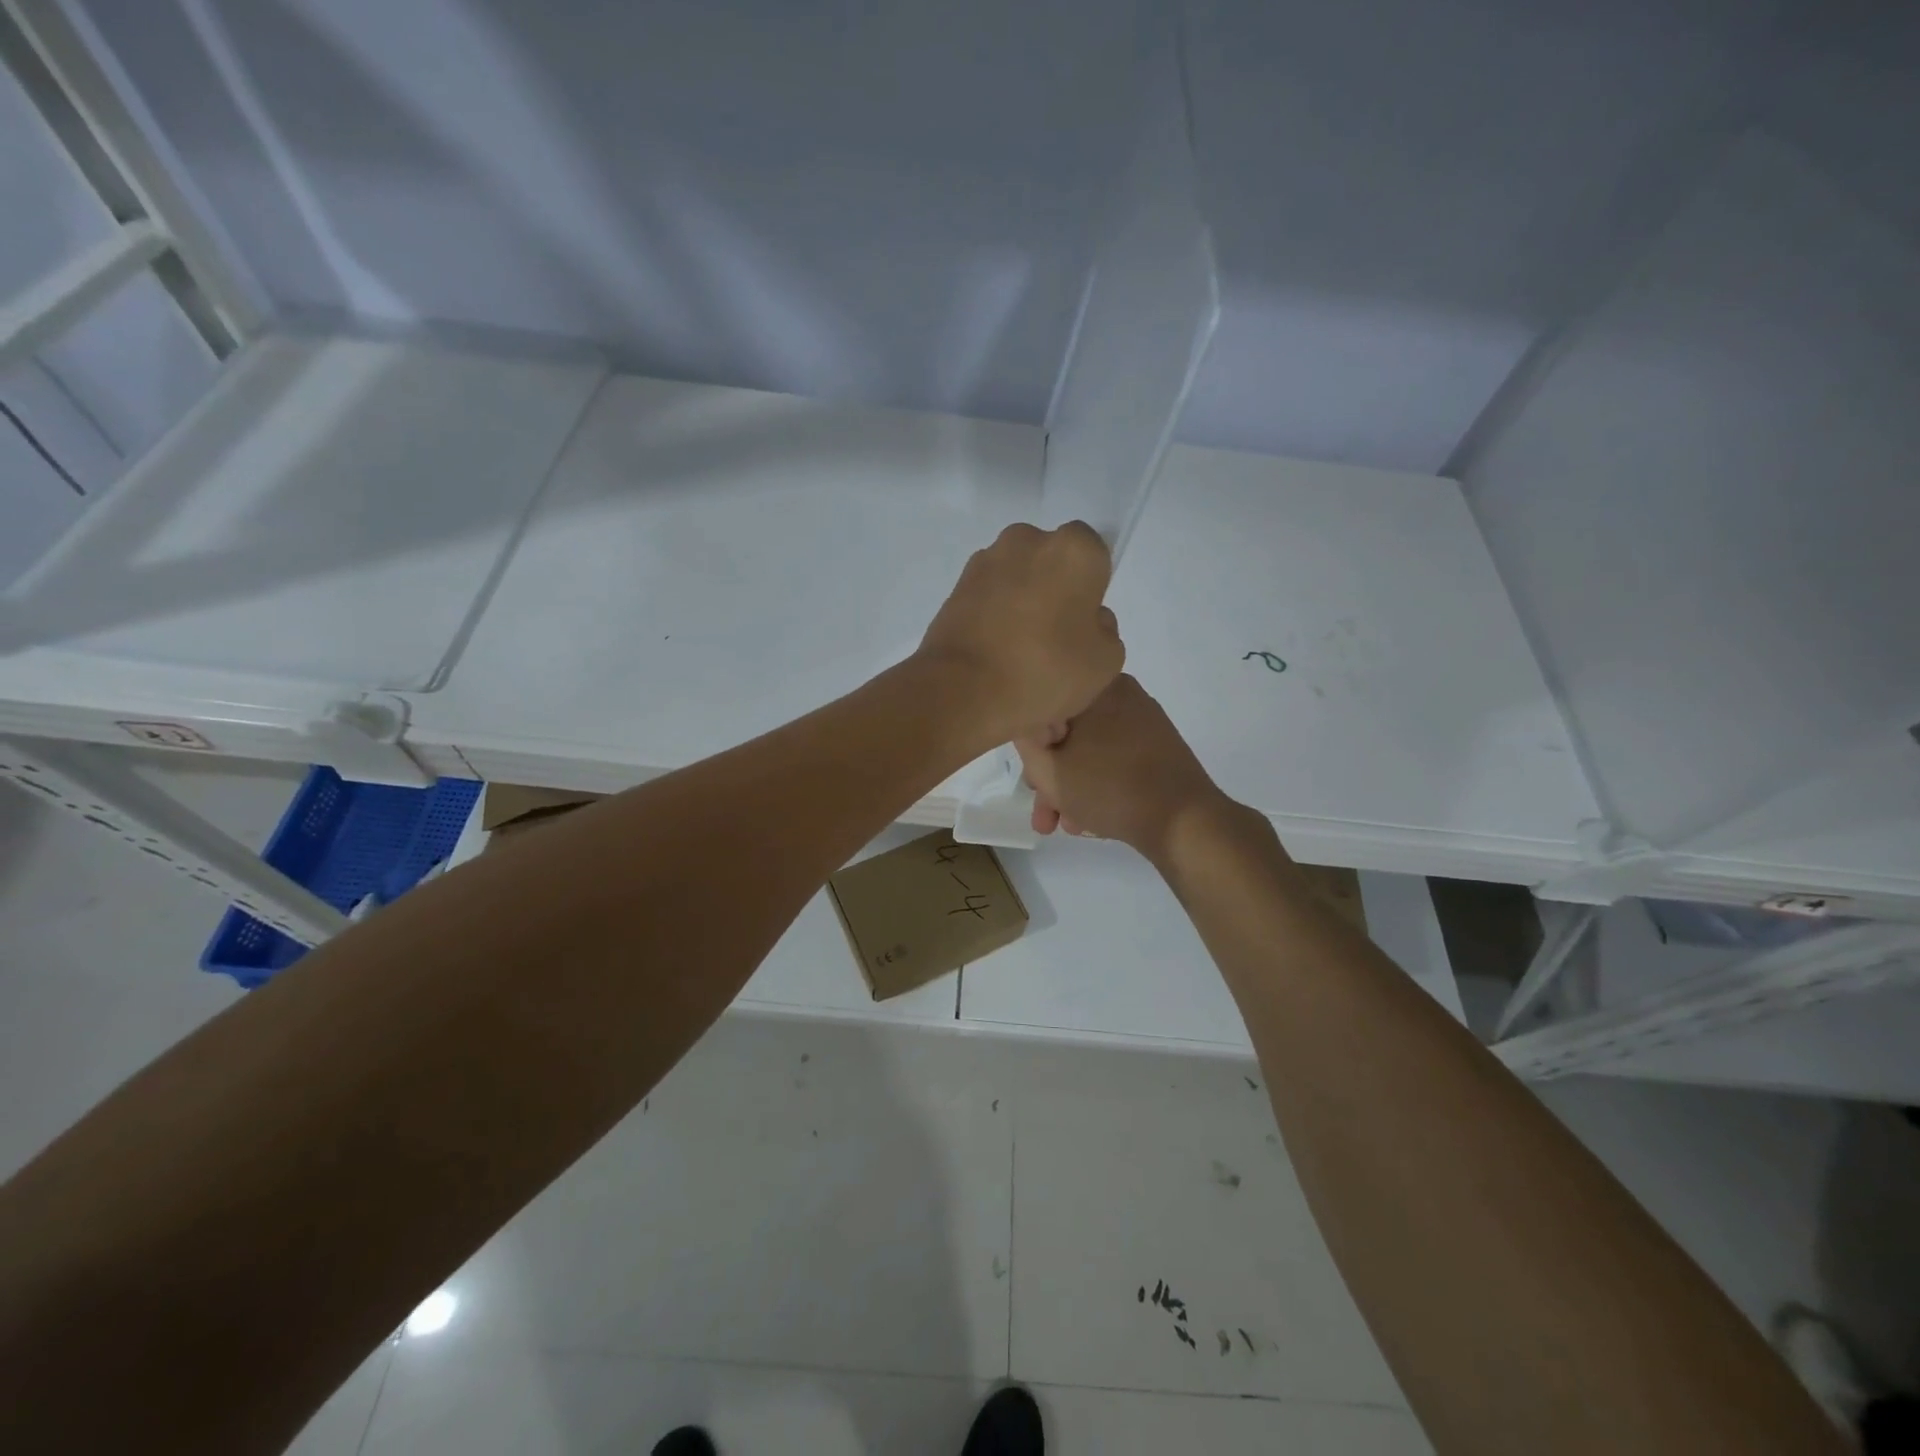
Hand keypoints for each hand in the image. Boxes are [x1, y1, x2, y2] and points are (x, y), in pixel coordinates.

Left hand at [918, 522, 1124, 743]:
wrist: (961, 692)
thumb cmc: (1045, 671)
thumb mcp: (1105, 661)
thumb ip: (1105, 629)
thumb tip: (1086, 619)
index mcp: (1073, 549)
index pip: (1093, 555)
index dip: (1091, 589)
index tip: (1082, 623)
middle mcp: (1027, 540)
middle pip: (1050, 562)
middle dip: (1053, 590)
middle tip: (1052, 639)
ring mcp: (985, 561)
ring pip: (1016, 578)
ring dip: (1020, 603)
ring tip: (1018, 654)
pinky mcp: (955, 587)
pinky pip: (988, 597)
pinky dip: (993, 617)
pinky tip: (994, 655)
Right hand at [1016, 674, 1226, 857]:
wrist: (1184, 822)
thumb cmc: (1109, 788)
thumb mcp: (1049, 769)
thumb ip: (1025, 743)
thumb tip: (1025, 726)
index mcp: (1096, 687)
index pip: (1044, 706)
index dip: (1029, 747)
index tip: (1027, 780)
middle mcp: (1122, 695)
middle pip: (1068, 733)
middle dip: (1050, 776)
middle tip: (1043, 813)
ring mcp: (1145, 721)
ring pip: (1090, 750)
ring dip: (1071, 787)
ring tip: (1065, 827)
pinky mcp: (1159, 748)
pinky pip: (1114, 759)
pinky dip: (1097, 784)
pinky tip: (1090, 820)